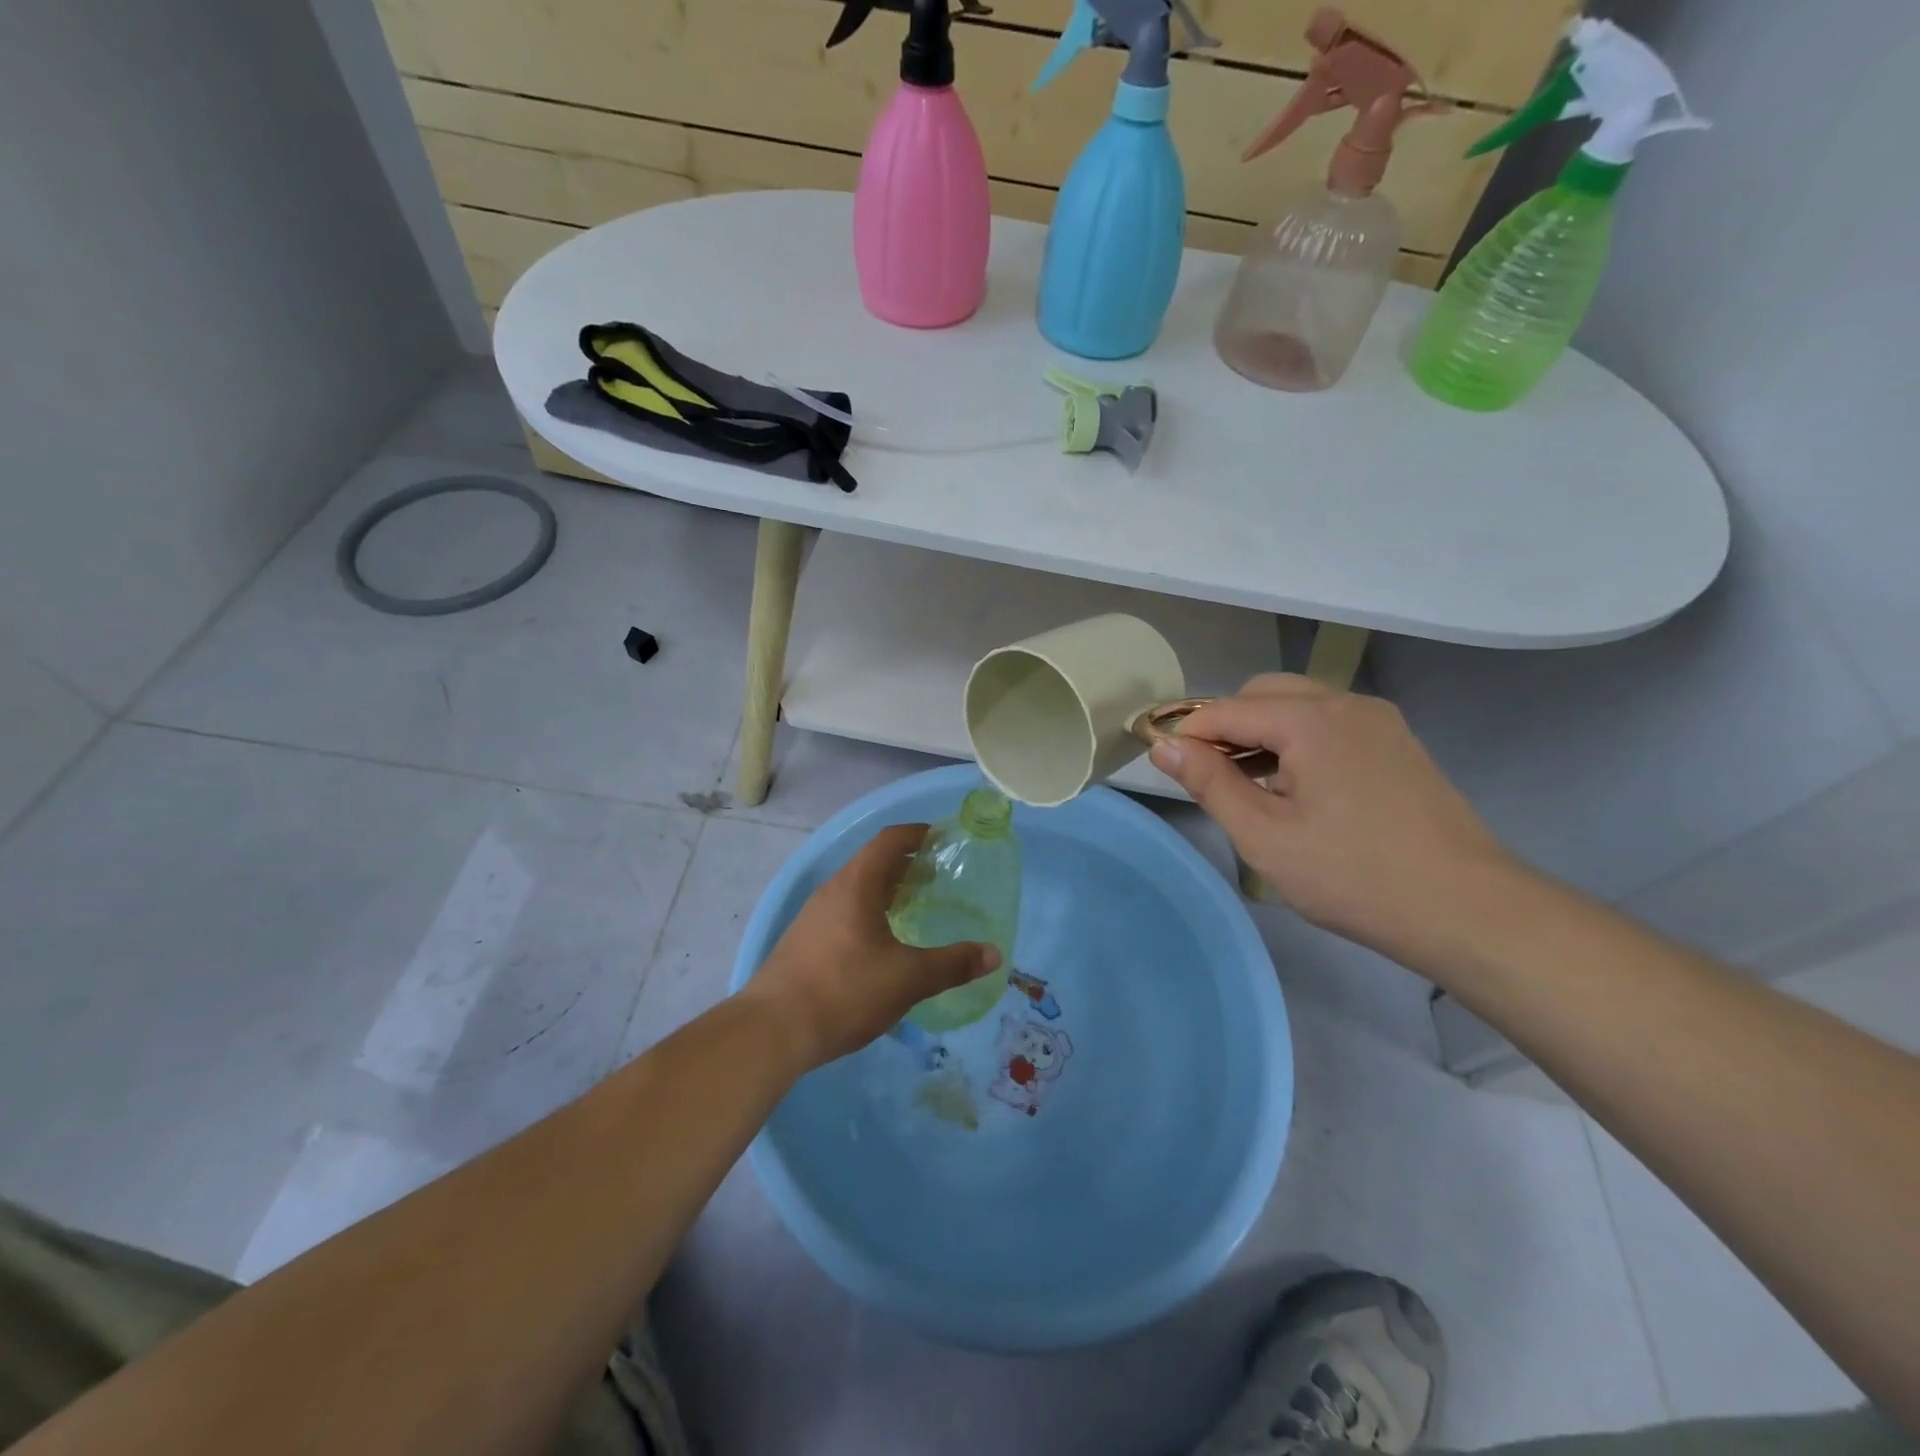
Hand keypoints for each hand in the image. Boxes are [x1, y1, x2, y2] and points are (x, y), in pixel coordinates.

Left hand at [745, 823, 1000, 1067]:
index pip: (888, 841)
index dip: (917, 834)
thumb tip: (994, 954)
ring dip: (886, 891)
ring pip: (856, 890)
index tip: (942, 839)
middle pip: (872, 863)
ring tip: (914, 908)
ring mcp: (813, 918)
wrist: (773, 1030)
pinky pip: (844, 913)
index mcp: (856, 885)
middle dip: (906, 865)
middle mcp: (832, 892)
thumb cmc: (845, 990)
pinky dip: (869, 914)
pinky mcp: (803, 943)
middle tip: (938, 876)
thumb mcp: (908, 979)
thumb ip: (952, 964)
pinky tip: (882, 945)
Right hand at [1149, 674, 1521, 966]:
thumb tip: (1163, 745)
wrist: (1466, 909)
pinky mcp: (1397, 743)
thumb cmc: (1353, 876)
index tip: (1161, 760)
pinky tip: (1295, 787)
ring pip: (1298, 705)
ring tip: (1249, 786)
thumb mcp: (1264, 835)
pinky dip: (1298, 741)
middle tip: (1210, 777)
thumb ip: (1209, 782)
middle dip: (1227, 726)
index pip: (1227, 709)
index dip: (1188, 731)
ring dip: (1262, 732)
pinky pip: (1329, 723)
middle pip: (1264, 693)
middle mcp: (1347, 703)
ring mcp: (1379, 720)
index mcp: (1312, 720)